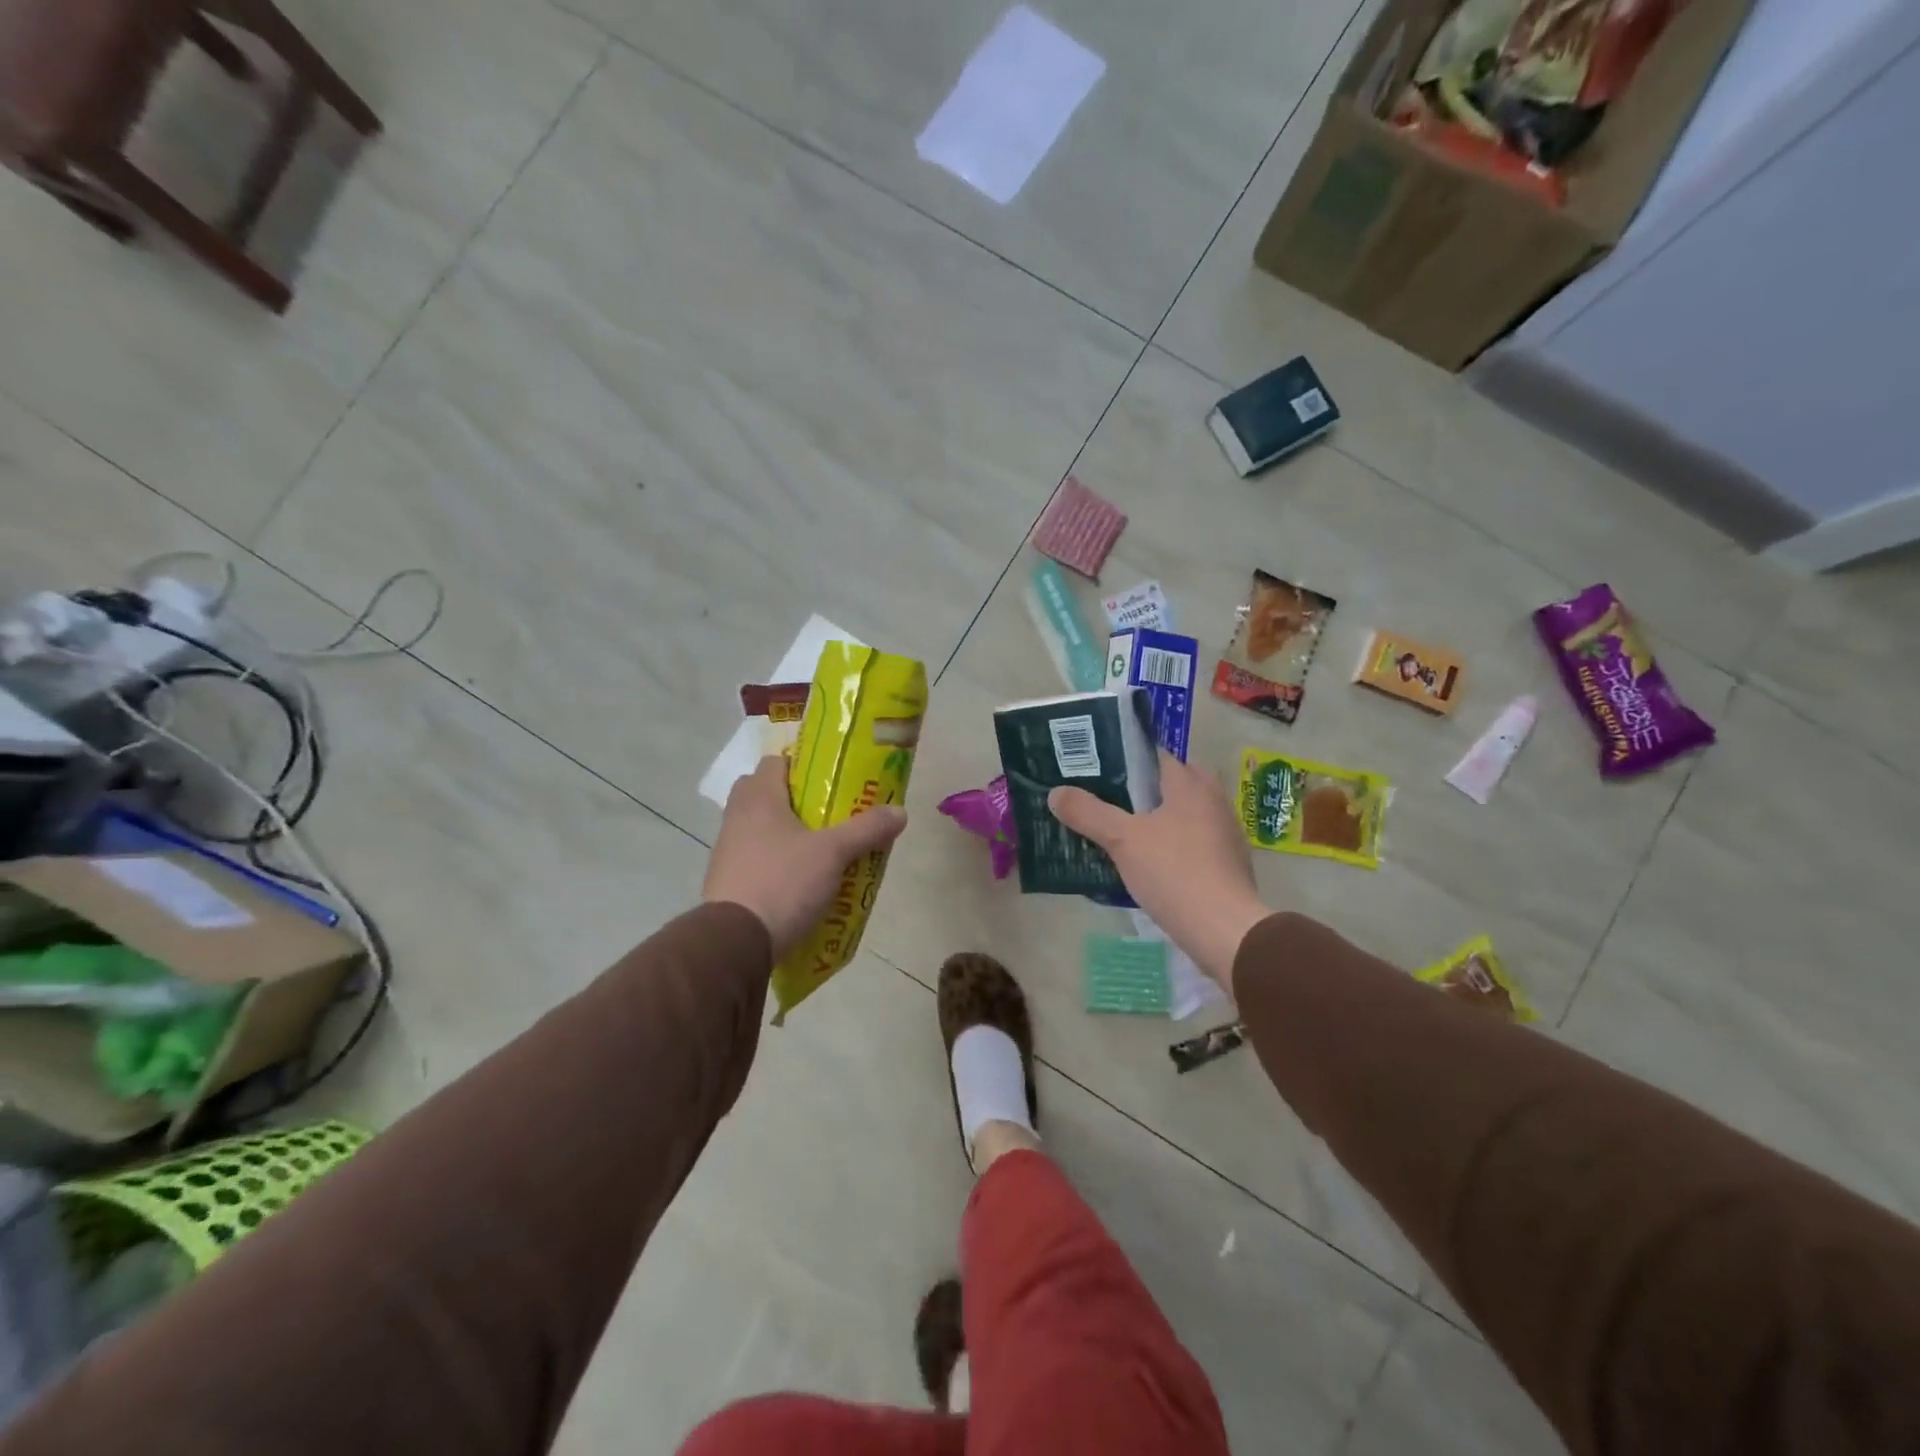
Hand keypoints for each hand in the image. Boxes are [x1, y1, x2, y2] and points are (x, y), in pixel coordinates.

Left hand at [705, 756, 907, 959]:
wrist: (734, 942)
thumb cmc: (783, 882)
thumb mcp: (834, 854)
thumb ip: (867, 829)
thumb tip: (900, 811)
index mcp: (759, 798)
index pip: (775, 761)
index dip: (802, 765)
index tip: (829, 780)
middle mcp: (737, 817)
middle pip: (765, 794)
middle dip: (794, 801)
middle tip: (826, 814)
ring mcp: (727, 851)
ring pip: (759, 828)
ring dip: (785, 834)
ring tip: (820, 850)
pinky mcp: (726, 881)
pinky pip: (754, 859)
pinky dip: (775, 863)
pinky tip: (799, 881)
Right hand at [1049, 751, 1268, 991]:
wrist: (1225, 930)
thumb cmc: (1174, 872)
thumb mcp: (1122, 840)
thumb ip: (1088, 813)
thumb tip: (1056, 792)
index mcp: (1191, 785)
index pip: (1157, 755)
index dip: (1126, 758)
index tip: (1096, 766)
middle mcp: (1213, 801)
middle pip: (1172, 783)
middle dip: (1142, 789)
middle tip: (1107, 798)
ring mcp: (1224, 833)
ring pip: (1183, 813)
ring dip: (1157, 817)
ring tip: (1120, 828)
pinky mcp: (1226, 864)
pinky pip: (1192, 841)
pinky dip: (1170, 843)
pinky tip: (1146, 861)